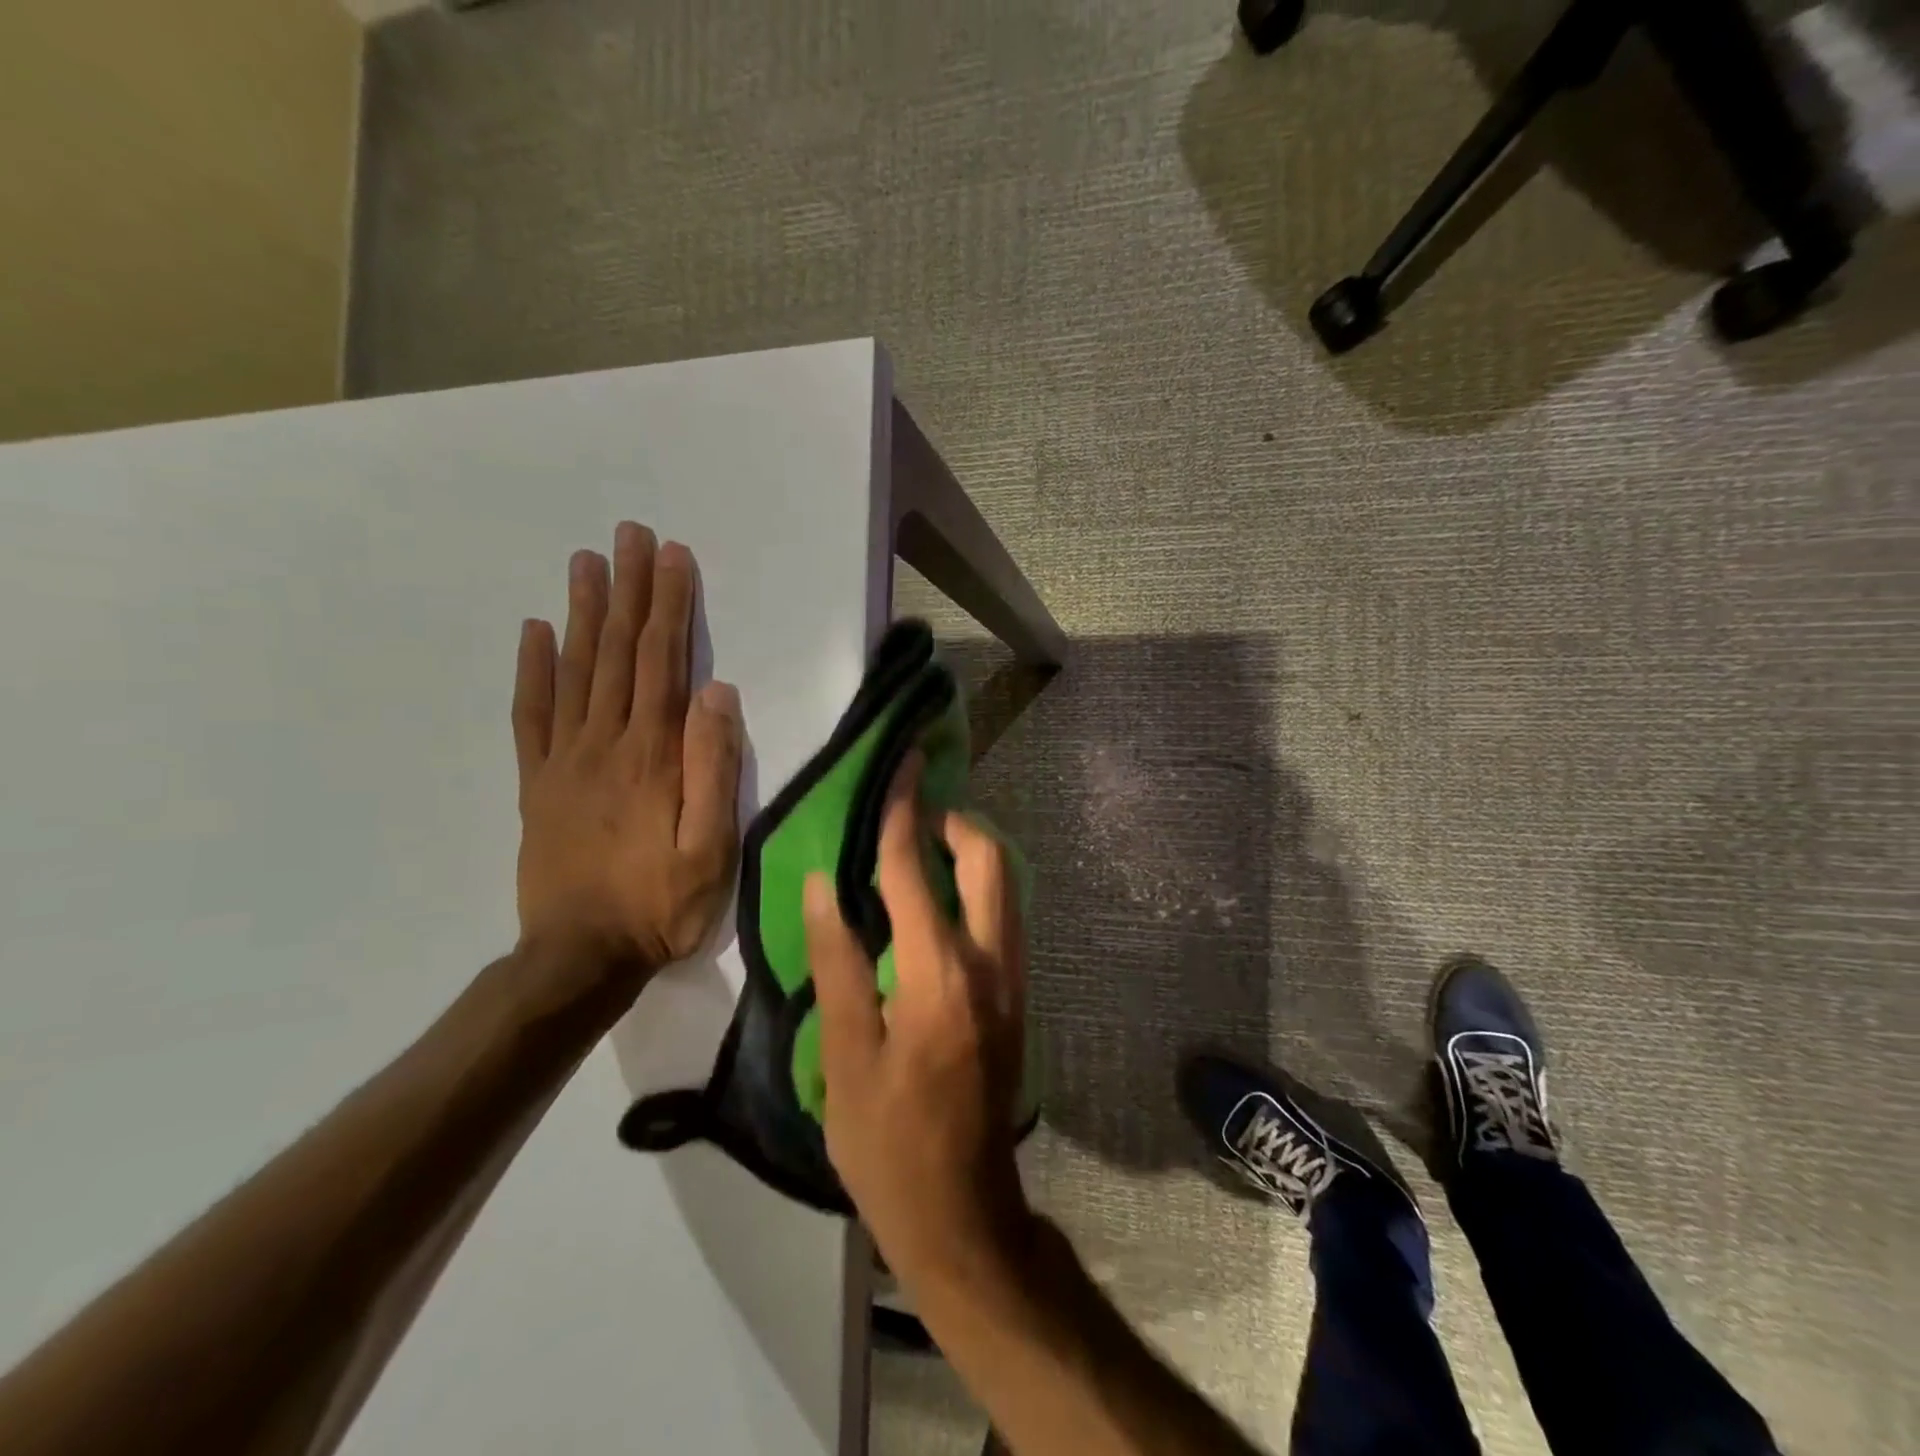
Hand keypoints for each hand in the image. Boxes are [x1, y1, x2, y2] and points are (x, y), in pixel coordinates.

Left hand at [513, 522, 743, 980]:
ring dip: (582, 612)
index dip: (669, 607)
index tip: (672, 556)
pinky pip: (531, 715)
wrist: (580, 956)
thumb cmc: (661, 904)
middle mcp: (604, 743)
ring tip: (586, 562)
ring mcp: (564, 760)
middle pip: (617, 652)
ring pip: (574, 671)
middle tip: (629, 535)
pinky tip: (534, 632)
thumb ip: (713, 768)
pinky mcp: (537, 783)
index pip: (662, 663)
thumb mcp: (711, 847)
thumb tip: (717, 693)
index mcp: (651, 756)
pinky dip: (532, 670)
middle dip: (628, 590)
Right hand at [805, 754, 1032, 1290]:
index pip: (914, 871)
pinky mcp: (1016, 997)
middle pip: (989, 861)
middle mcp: (990, 965)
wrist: (963, 1215)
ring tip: (918, 849)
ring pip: (1004, 887)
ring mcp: (1013, 981)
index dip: (903, 812)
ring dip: (968, 854)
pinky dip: (975, 888)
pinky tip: (935, 903)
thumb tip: (825, 886)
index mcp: (939, 976)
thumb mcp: (845, 1059)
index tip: (902, 764)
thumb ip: (837, 963)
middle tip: (911, 813)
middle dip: (954, 822)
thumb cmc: (888, 1145)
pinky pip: (1001, 916)